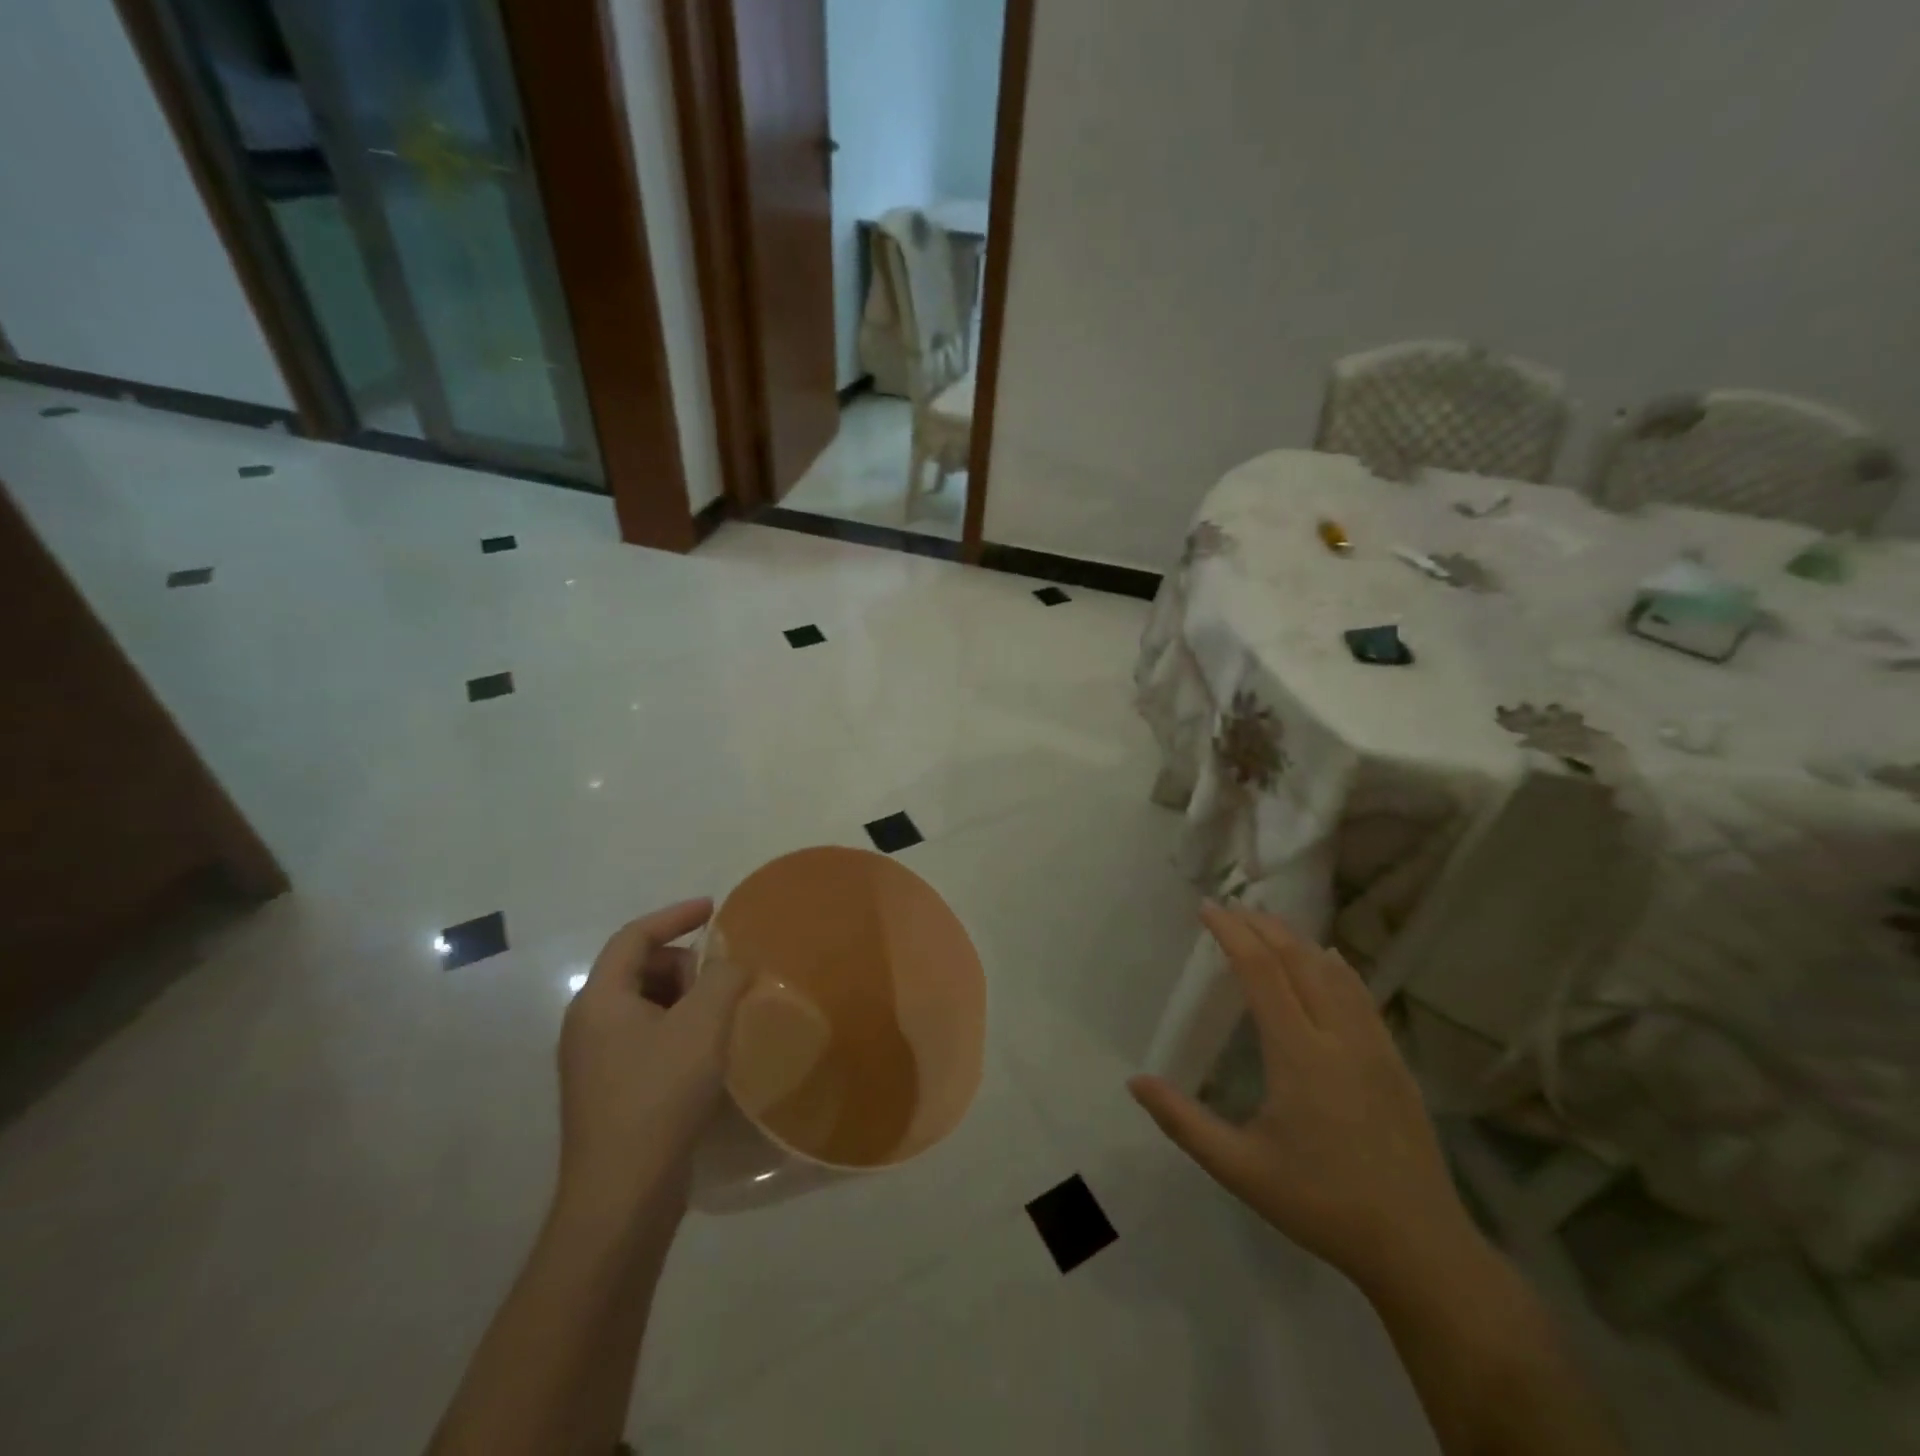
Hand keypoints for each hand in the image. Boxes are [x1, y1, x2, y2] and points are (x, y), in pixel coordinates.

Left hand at [556, 899, 747, 1221]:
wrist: (621, 1197)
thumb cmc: (659, 1096)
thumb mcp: (703, 1025)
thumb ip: (723, 978)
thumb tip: (733, 963)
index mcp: (600, 999)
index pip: (634, 936)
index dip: (675, 915)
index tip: (714, 909)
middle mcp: (587, 1024)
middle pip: (639, 969)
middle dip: (685, 966)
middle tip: (721, 986)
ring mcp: (593, 1061)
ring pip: (644, 1005)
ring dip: (684, 1000)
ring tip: (718, 1022)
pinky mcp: (607, 1091)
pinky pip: (644, 1037)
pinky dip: (676, 1029)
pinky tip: (704, 1056)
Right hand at [1130, 902, 1480, 1293]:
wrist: (1421, 1248)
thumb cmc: (1321, 1204)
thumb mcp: (1240, 1169)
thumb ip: (1183, 1122)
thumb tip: (1135, 1081)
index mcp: (1299, 1055)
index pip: (1261, 971)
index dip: (1232, 933)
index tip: (1207, 908)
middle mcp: (1338, 1036)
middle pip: (1298, 958)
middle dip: (1262, 925)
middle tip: (1230, 909)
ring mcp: (1374, 1045)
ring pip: (1333, 970)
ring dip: (1296, 939)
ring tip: (1267, 925)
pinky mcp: (1395, 1061)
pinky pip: (1361, 993)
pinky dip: (1335, 965)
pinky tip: (1327, 960)